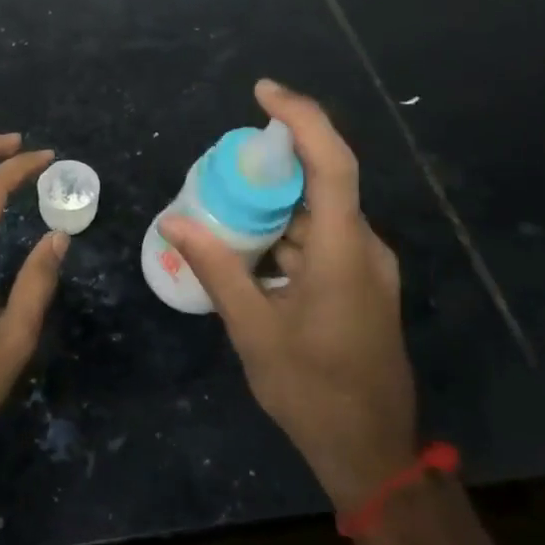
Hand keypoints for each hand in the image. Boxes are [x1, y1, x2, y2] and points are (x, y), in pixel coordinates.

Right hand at [161, 80, 414, 509]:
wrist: (371, 452)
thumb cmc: (312, 391)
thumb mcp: (254, 330)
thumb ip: (216, 268)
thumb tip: (174, 222)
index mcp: (343, 252)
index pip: (332, 162)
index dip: (301, 118)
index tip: (262, 92)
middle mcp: (363, 247)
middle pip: (322, 181)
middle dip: (272, 165)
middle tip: (221, 167)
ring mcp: (367, 267)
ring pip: (319, 212)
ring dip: (275, 205)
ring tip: (225, 210)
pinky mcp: (361, 284)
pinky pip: (322, 238)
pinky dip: (286, 233)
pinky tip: (250, 251)